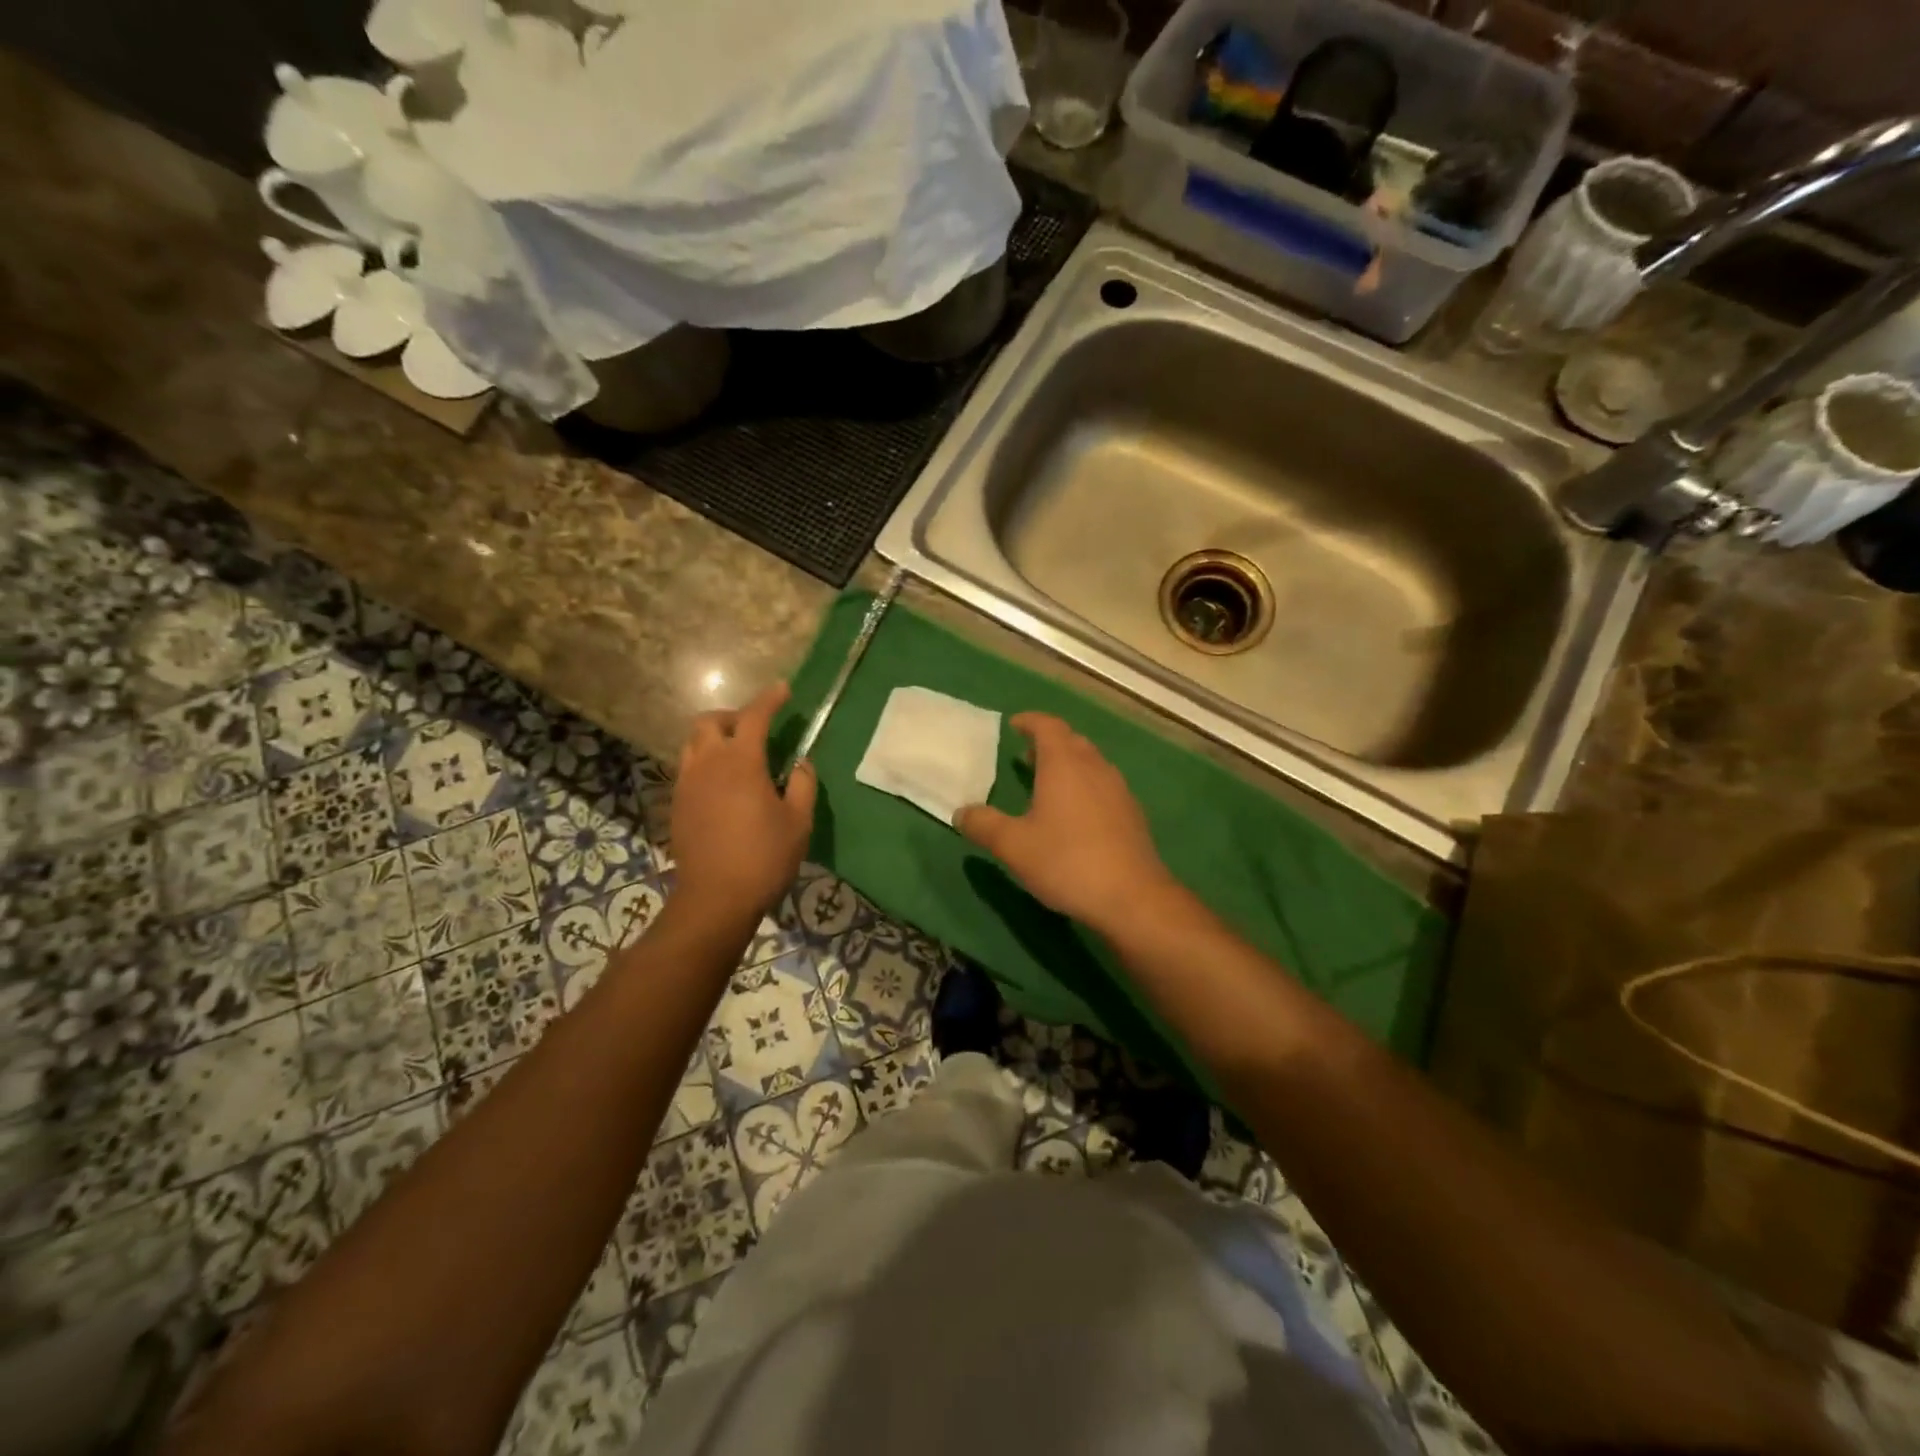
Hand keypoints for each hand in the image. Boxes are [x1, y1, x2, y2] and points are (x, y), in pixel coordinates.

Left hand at [670, 682, 815, 924]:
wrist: (715, 898)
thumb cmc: (764, 858)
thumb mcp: (798, 821)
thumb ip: (802, 784)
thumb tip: (799, 763)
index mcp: (741, 762)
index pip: (754, 716)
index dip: (769, 699)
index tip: (783, 690)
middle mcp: (708, 764)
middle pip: (710, 721)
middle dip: (733, 715)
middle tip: (755, 728)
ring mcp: (687, 784)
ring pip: (693, 743)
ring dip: (715, 738)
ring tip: (737, 755)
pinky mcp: (677, 804)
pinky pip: (688, 768)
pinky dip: (705, 762)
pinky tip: (723, 785)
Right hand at [955, 712, 1178, 934]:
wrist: (1132, 898)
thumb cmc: (1066, 862)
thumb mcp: (1013, 846)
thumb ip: (984, 825)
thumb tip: (961, 813)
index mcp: (1064, 764)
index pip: (1048, 726)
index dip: (1030, 721)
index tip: (1014, 725)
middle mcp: (1095, 768)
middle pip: (1071, 741)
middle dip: (1048, 743)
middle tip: (1026, 756)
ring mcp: (1118, 790)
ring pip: (1091, 763)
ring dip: (1068, 765)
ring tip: (1047, 784)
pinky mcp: (1132, 814)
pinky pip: (1103, 786)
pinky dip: (1084, 786)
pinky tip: (1074, 815)